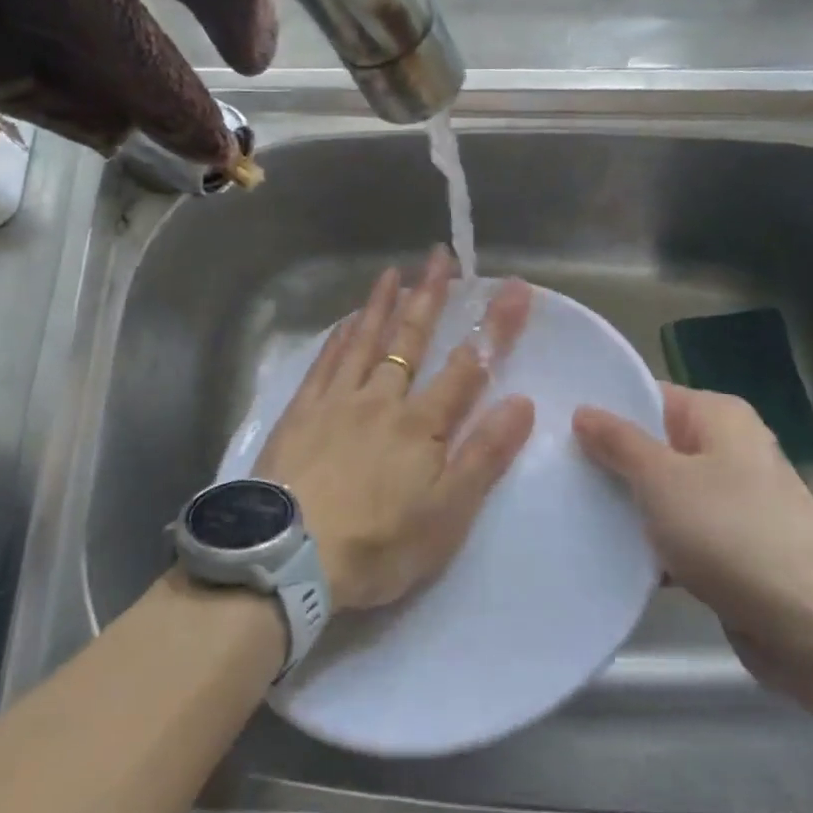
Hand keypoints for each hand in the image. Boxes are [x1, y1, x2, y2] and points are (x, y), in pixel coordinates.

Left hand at [257, 249, 535, 611]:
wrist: (290, 556)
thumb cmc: (379, 544)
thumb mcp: (448, 514)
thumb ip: (484, 456)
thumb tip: (522, 402)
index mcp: (421, 425)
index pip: (467, 367)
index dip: (494, 327)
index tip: (513, 289)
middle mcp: (381, 399)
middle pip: (410, 340)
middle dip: (430, 296)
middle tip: (440, 256)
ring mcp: (336, 401)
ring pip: (364, 341)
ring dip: (381, 304)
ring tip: (393, 271)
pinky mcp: (301, 412)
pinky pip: (324, 362)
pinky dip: (339, 336)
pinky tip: (346, 320)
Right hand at [574, 386, 812, 688]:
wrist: (811, 627)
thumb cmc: (730, 534)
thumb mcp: (660, 479)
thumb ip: (617, 442)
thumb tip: (583, 410)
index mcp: (719, 417)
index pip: (649, 396)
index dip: (605, 409)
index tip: (557, 426)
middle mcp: (731, 450)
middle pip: (655, 444)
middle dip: (610, 460)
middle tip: (555, 469)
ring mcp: (735, 501)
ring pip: (665, 492)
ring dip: (628, 506)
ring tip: (571, 510)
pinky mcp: (735, 547)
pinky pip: (681, 532)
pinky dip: (653, 542)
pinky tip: (611, 555)